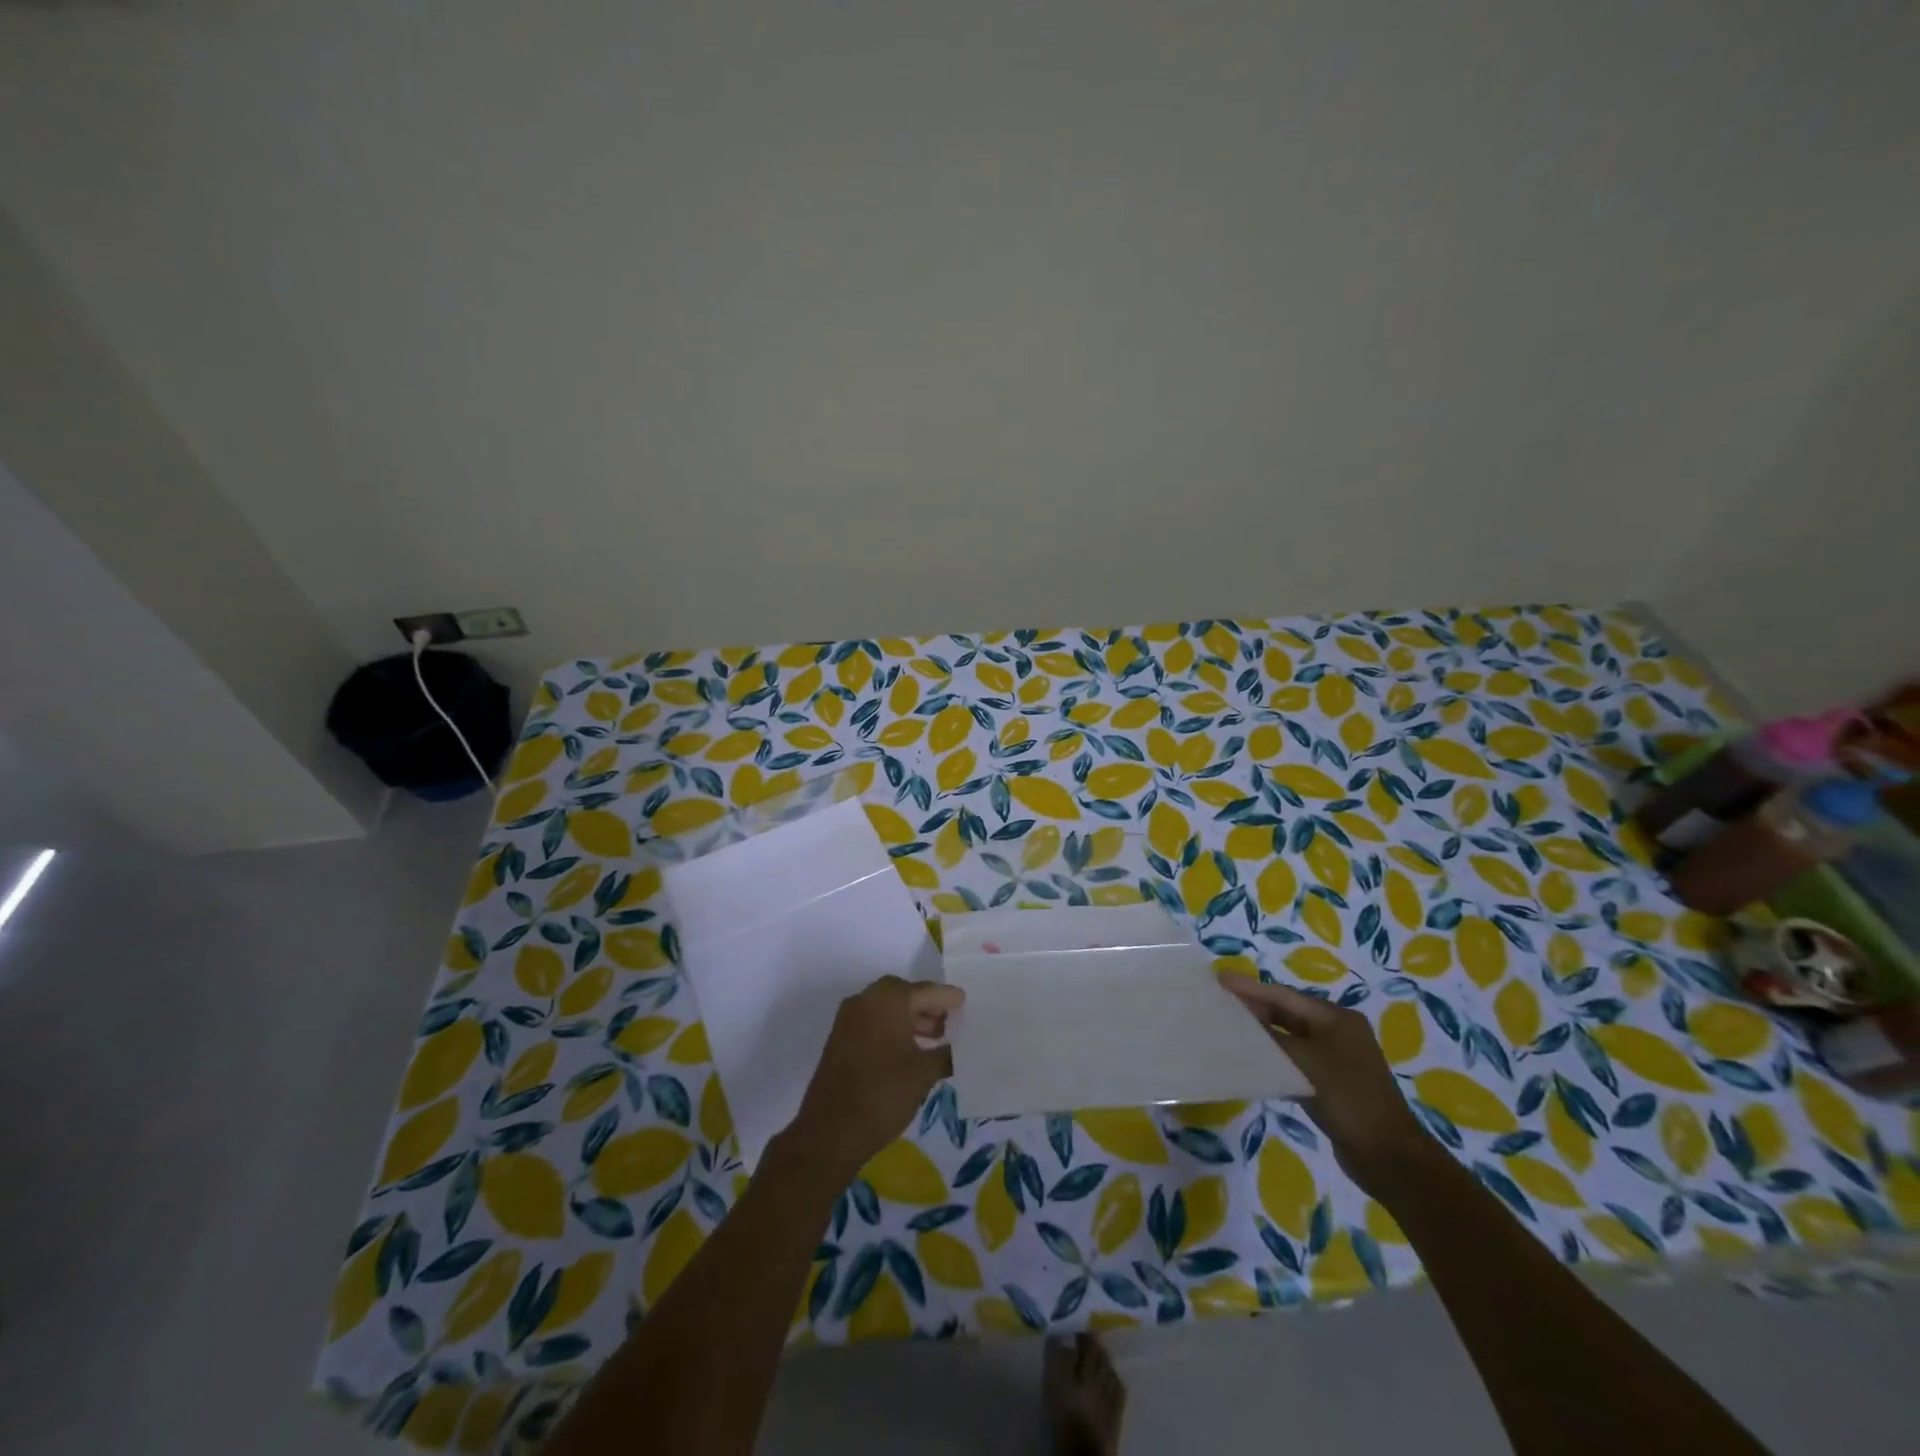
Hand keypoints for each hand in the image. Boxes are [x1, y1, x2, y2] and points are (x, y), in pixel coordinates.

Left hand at [787, 976, 963, 1178]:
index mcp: (888, 999)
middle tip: (950, 1022)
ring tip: (935, 1038)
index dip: (947, 998)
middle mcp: (865, 1000)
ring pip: (887, 1009)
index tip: (965, 1002)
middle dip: (928, 1007)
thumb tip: (960, 1047)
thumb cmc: (883, 1093)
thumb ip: (946, 1053)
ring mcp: (848, 1019)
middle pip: (904, 995)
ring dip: (910, 1019)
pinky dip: (892, 1030)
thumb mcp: (923, 1073)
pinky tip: (910, 1051)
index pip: (926, 991)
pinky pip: (873, 1023)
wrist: (831, 1131)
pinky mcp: (840, 1039)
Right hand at [1217, 974, 1439, 1200]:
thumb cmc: (1348, 1099)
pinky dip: (1273, 1057)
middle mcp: (1337, 1032)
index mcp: (1336, 1018)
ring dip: (1261, 1033)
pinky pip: (1294, 1060)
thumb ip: (1270, 1036)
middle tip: (1218, 1002)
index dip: (1249, 988)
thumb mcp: (1304, 1062)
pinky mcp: (1330, 1083)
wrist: (1388, 1158)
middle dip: (1254, 1008)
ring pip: (1289, 1037)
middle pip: (1287, 1013)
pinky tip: (1250, 1060)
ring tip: (1227, 1027)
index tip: (1219, 979)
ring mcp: (1335, 1058)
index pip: (1284, 996)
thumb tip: (1240, 1019)